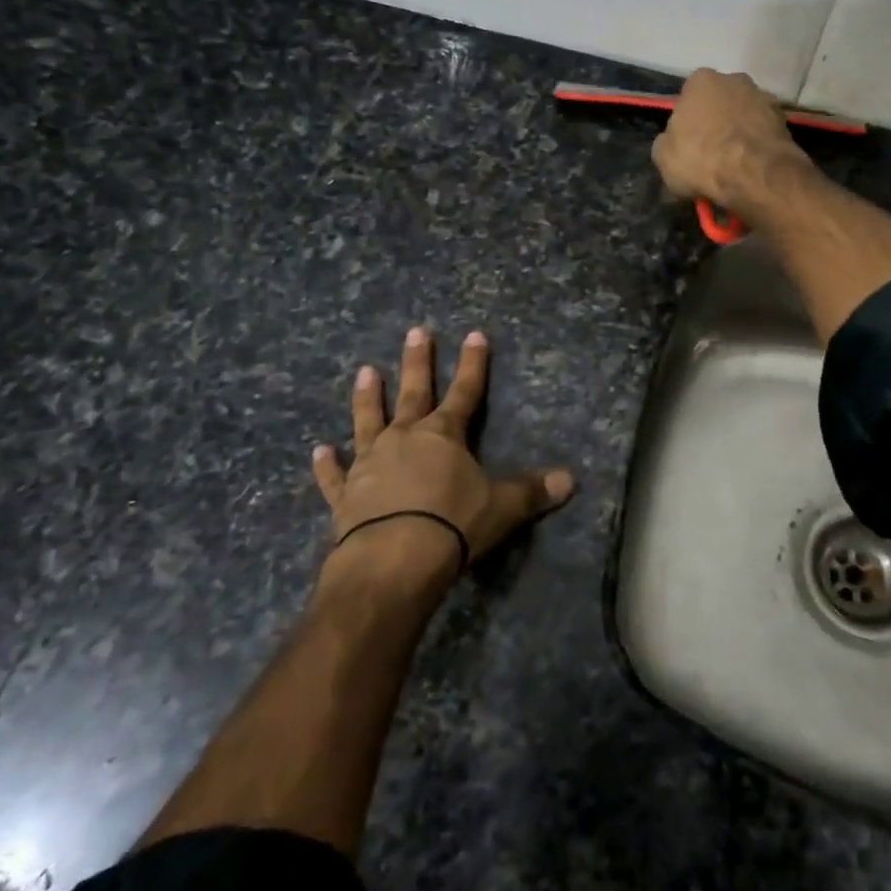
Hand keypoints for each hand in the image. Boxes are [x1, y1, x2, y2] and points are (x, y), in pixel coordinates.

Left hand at [312, 327, 575, 588]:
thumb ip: (533, 491)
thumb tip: (572, 480)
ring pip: (367, 420)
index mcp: (443, 435)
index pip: (465, 391)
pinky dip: (326, 464)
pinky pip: (334, 475)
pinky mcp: (345, 494)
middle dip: (417, 361)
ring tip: (365, 370)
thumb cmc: (453, 525)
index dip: (473, 364)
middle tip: (416, 331)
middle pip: (413, 392)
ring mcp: (370, 463)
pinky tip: (319, 450)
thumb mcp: (502, 507)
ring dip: (367, 396)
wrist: (394, 560)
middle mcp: (404, 438)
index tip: (474, 334)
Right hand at [652, 69, 809, 215]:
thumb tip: (672, 142)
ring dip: (739, 132)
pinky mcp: (785, 119)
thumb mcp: (663, 157)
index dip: (687, 122)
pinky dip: (757, 144)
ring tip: (734, 163)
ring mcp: (764, 97)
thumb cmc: (702, 158)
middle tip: (710, 152)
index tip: (687, 144)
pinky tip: (752, 165)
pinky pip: (763, 132)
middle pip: (719, 102)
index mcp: (701, 80)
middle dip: (716, 121)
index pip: (688, 98)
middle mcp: (735, 79)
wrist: (755, 174)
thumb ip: (666, 142)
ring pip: (744, 115)